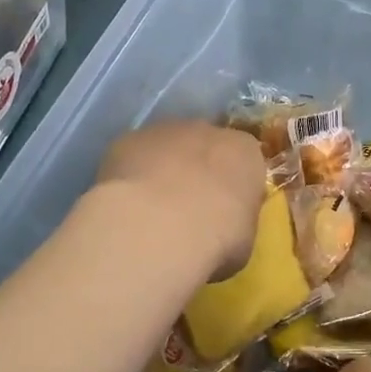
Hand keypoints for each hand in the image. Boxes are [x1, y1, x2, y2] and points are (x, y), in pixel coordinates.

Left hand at [96, 121, 266, 278]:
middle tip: (188, 209)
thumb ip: (235, 220)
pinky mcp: (127, 140)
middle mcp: (207, 131)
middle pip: (205, 146)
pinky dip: (131, 175)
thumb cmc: (215, 239)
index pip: (244, 161)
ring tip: (150, 210)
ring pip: (166, 147)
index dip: (234, 185)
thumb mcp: (242, 240)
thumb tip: (221, 224)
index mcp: (244, 152)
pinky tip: (125, 205)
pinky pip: (133, 156)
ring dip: (162, 170)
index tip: (226, 211)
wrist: (158, 228)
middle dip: (198, 171)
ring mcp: (164, 131)